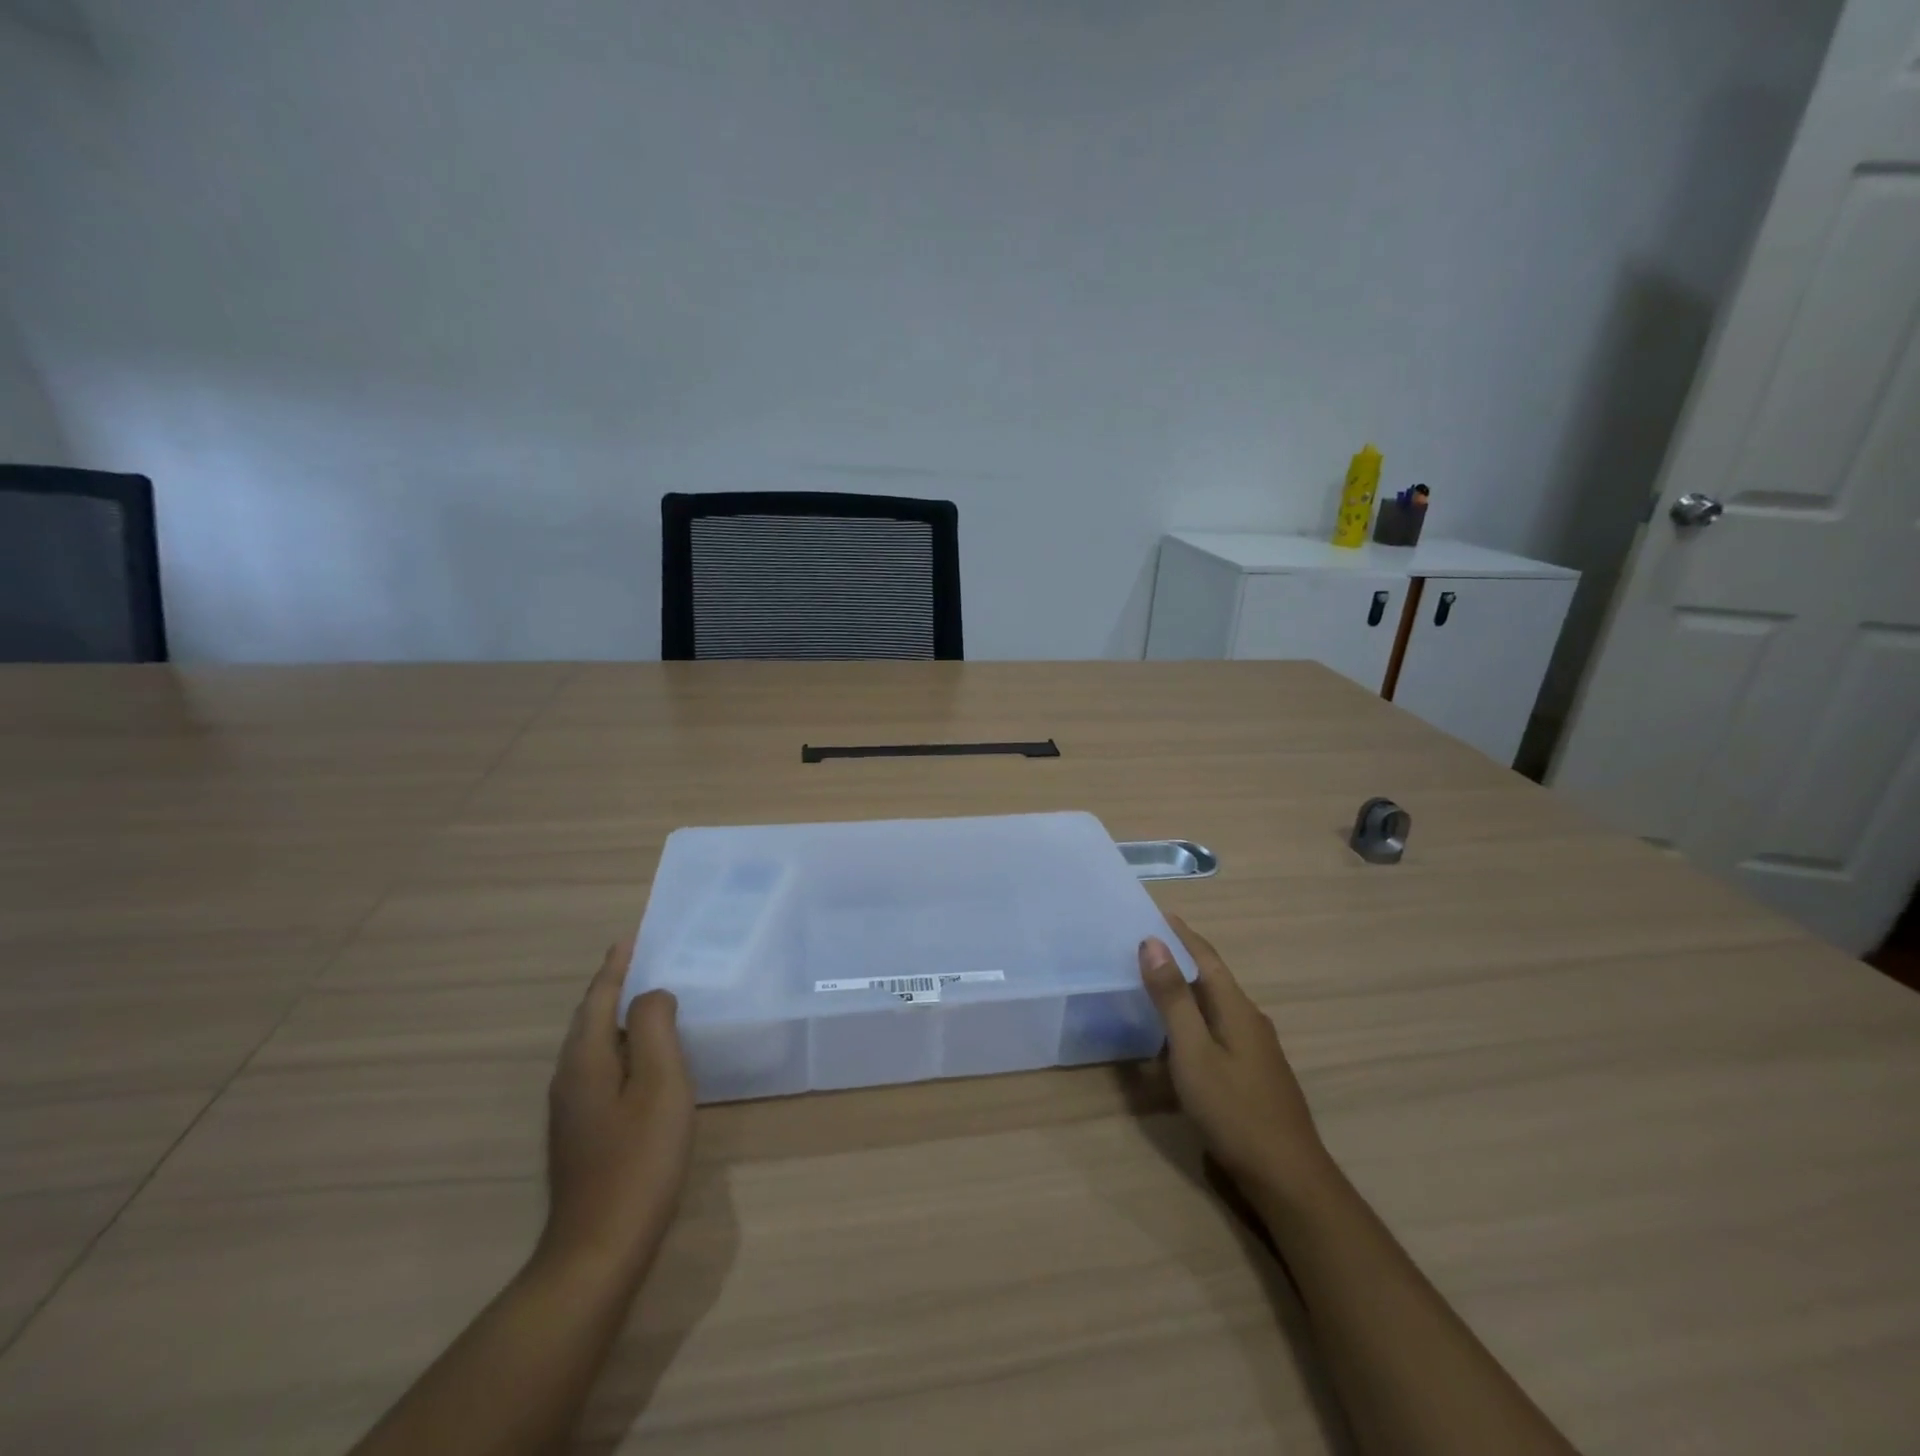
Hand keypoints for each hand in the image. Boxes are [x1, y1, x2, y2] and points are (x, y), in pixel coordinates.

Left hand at [539, 940, 694, 1277]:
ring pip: (594, 1045)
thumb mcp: (660, 1085)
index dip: (616, 967)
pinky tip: (644, 1059)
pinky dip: (621, 1046)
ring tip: (649, 1001)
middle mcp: (570, 1078)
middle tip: (643, 962)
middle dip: (613, 987)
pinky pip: (600, 1068)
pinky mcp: (582, 1132)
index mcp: (586, 1060)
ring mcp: (572, 1109)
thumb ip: (656, 1029)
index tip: (630, 938)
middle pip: (591, 1019)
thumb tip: (653, 995)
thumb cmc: (639, 1160)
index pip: (599, 999)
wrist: (599, 1249)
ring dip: (617, 1016)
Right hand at [1139, 915, 1331, 1204]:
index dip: (1182, 934)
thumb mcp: (1193, 1052)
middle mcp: (1250, 1020)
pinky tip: (1179, 1037)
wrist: (1288, 1178)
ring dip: (1187, 990)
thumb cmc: (1235, 1111)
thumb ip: (1172, 999)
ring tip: (1155, 984)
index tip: (1156, 912)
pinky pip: (1219, 1030)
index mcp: (1237, 1008)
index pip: (1206, 957)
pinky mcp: (1254, 1074)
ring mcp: (1256, 1049)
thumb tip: (1153, 942)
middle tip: (1145, 946)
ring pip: (1216, 1006)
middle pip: (1212, 978)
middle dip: (1181, 958)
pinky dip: (1195, 1019)